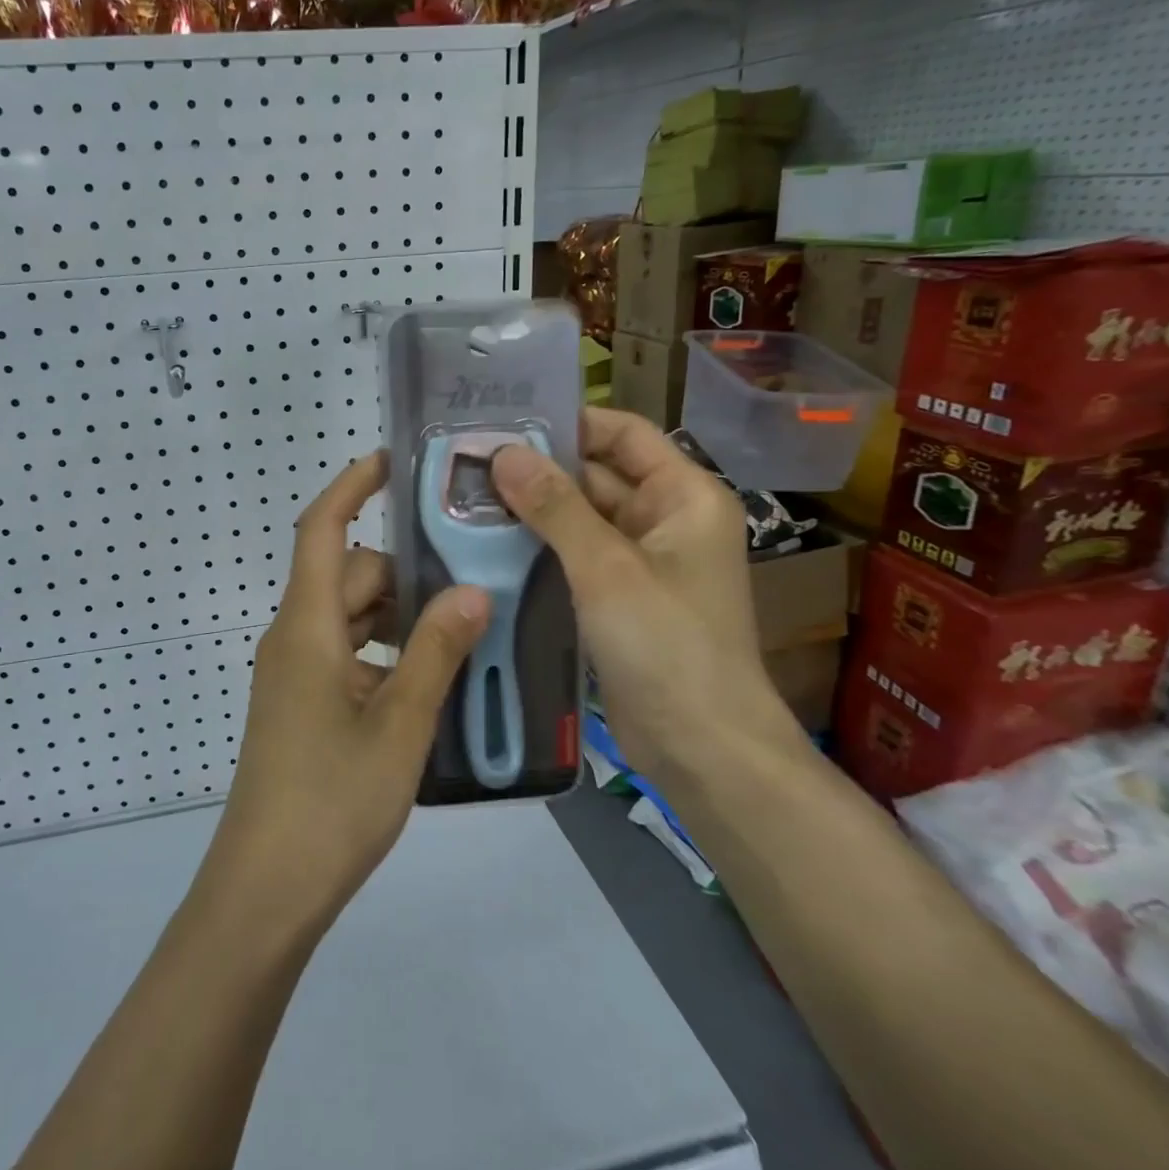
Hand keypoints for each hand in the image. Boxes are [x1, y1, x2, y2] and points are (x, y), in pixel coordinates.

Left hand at [200, 451, 489, 936]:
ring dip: (399, 619)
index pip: (320, 530)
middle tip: (472, 586)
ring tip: (462, 636)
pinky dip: (385, 654)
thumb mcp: (399, 725)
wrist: (266, 889)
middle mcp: (294, 638)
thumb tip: (472, 591)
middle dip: (404, 574)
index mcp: (306, 627)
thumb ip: (435, 653)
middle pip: (348, 576)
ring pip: (350, 618)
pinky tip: (430, 684)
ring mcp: (294, 674)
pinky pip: (346, 655)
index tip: (391, 461)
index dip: (350, 487)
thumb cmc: (331, 801)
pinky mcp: (300, 705)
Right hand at [490, 408, 799, 782]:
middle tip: (468, 461)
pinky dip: (539, 546)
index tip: (505, 421)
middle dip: (538, 468)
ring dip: (533, 509)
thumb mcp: (607, 568)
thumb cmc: (668, 646)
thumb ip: (556, 506)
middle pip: (597, 474)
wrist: (702, 748)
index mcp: (684, 496)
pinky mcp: (619, 596)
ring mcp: (642, 560)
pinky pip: (575, 555)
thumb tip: (504, 453)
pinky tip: (489, 542)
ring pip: (581, 517)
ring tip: (466, 495)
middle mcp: (666, 519)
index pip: (624, 432)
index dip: (569, 421)